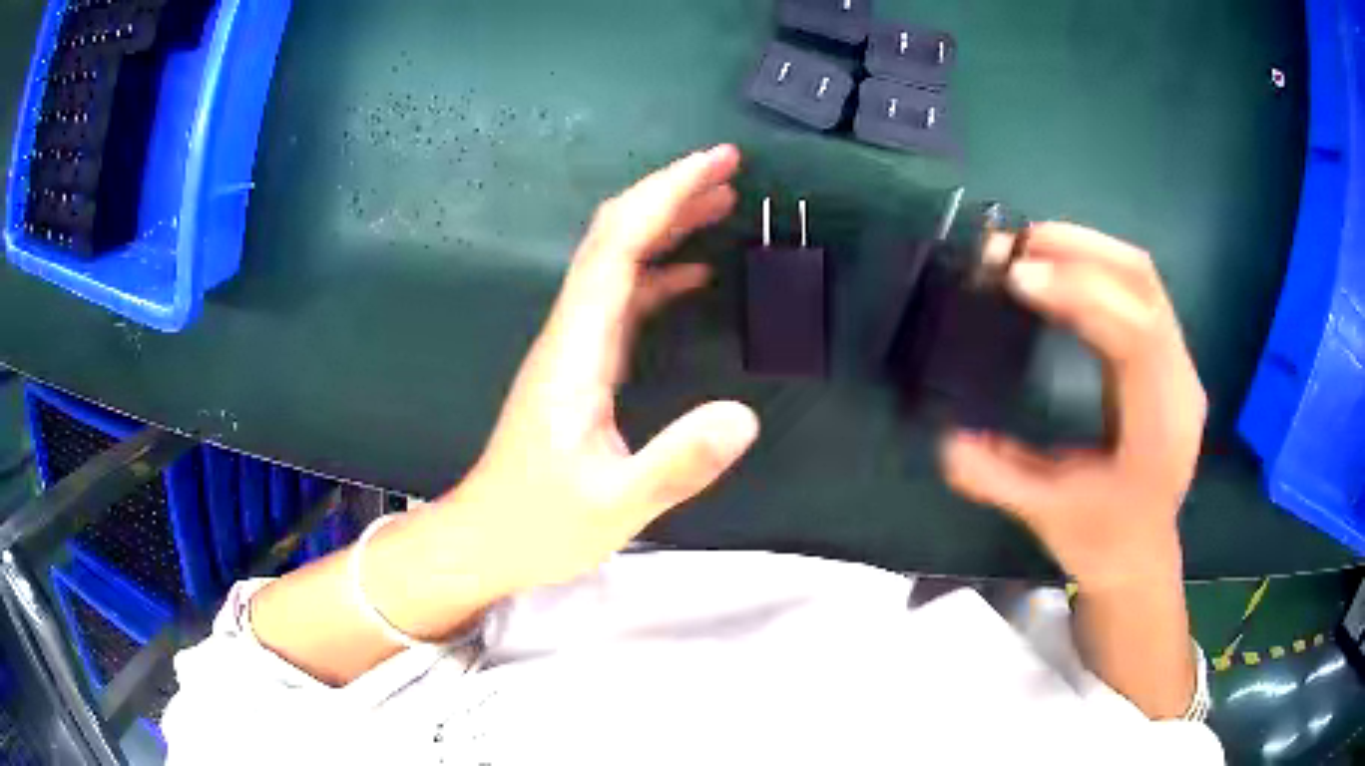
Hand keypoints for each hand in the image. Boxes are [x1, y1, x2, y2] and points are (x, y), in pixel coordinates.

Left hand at [434, 145, 758, 596]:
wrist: (489, 537)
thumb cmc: (540, 524)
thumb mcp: (615, 507)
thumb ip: (678, 464)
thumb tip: (744, 416)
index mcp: (575, 350)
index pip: (618, 247)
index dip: (665, 196)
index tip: (716, 164)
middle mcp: (571, 332)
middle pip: (615, 237)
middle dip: (670, 192)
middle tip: (730, 167)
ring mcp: (574, 346)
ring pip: (618, 262)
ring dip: (667, 224)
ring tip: (723, 202)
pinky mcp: (582, 365)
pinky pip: (623, 299)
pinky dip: (661, 273)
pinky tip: (695, 273)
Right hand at [942, 223, 1206, 588]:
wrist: (1142, 557)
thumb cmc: (1103, 541)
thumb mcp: (1047, 516)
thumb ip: (999, 478)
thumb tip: (946, 440)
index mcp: (1159, 425)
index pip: (1136, 334)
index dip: (1080, 294)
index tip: (1018, 278)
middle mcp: (1179, 381)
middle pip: (1143, 284)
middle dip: (1078, 250)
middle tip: (1013, 246)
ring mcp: (1178, 363)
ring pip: (1142, 277)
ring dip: (1085, 250)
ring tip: (1028, 246)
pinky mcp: (1166, 356)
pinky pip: (1136, 290)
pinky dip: (1094, 267)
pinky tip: (1057, 270)